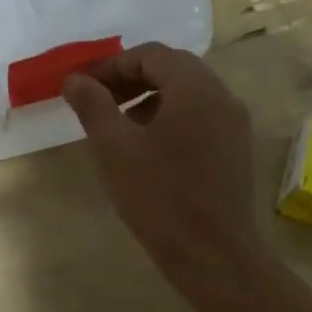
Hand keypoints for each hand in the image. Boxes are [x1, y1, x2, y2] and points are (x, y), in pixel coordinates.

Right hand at [60, 43, 264, 282]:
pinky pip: (202, 114)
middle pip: (173, 68)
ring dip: (151, 96)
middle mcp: (221, 95)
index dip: (113, 64)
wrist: (214, 256)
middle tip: (99, 99)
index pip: (151, 54)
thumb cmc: (159, 198)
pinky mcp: (237, 147)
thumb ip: (93, 105)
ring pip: (188, 91)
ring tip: (120, 123)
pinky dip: (172, 115)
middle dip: (132, 78)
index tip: (84, 85)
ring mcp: (235, 122)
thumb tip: (74, 79)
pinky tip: (150, 146)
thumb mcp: (114, 149)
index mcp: (194, 88)